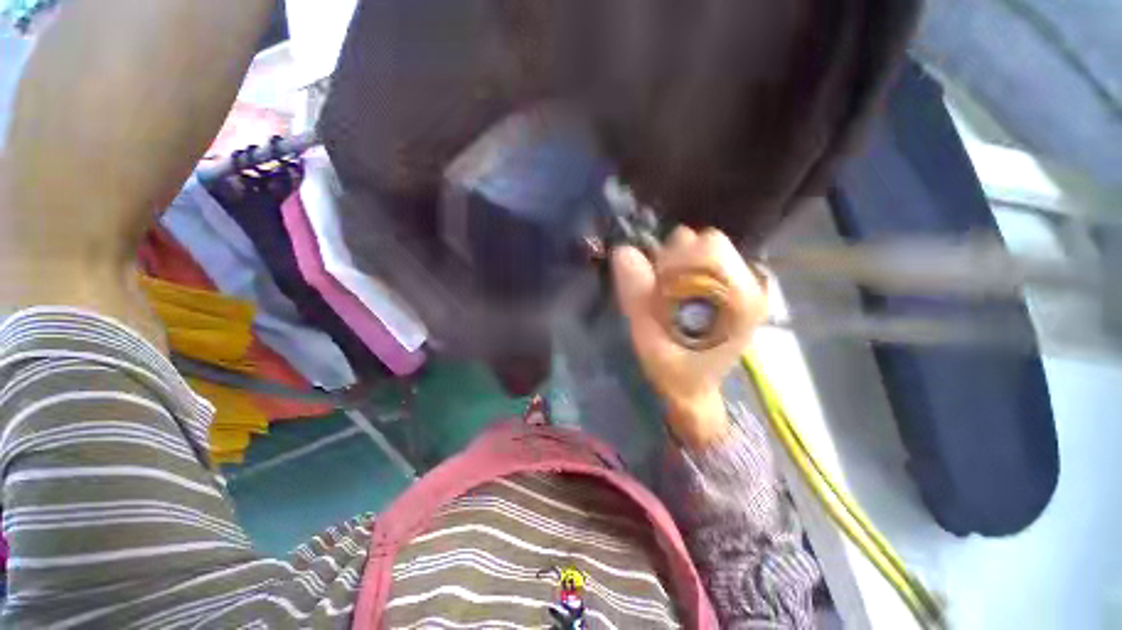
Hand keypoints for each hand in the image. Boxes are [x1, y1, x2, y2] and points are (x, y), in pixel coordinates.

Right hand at [612, 227, 767, 447]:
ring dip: (680, 263)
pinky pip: (706, 259)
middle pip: (709, 241)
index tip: (658, 287)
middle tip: (662, 290)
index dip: (673, 260)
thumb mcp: (647, 337)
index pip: (708, 247)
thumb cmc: (672, 369)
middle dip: (676, 259)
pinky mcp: (737, 286)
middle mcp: (752, 285)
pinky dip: (687, 268)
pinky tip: (682, 294)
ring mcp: (749, 284)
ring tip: (671, 293)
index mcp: (738, 299)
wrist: (694, 388)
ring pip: (707, 246)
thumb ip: (636, 294)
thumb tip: (623, 249)